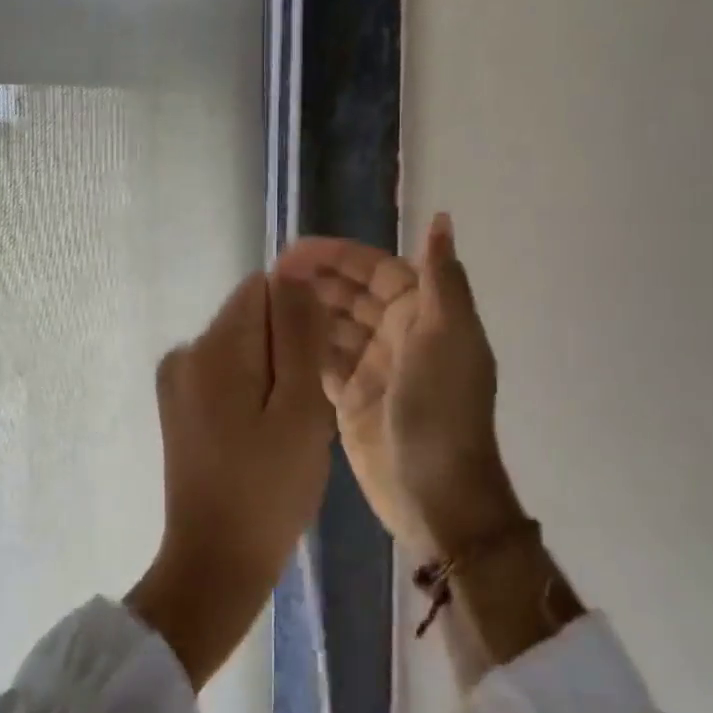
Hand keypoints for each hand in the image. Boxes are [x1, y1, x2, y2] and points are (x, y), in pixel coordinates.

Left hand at [127, 271, 334, 687]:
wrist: (215, 565)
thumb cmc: (268, 490)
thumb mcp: (300, 408)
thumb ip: (299, 334)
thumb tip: (294, 271)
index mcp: (212, 347)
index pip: (263, 289)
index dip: (299, 318)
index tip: (317, 364)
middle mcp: (185, 351)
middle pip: (252, 318)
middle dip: (286, 348)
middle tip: (304, 408)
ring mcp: (177, 381)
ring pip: (243, 347)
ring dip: (273, 372)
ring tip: (287, 428)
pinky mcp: (179, 406)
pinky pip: (227, 374)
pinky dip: (253, 391)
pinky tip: (265, 436)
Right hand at [276, 213, 523, 559]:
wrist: (437, 493)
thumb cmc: (442, 407)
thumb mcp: (448, 336)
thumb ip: (441, 277)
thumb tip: (442, 218)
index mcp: (423, 315)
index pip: (375, 270)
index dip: (338, 256)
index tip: (294, 250)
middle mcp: (397, 335)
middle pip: (350, 294)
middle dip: (315, 279)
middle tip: (269, 273)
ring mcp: (371, 368)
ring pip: (332, 325)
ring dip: (305, 309)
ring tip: (264, 299)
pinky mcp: (348, 398)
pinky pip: (321, 360)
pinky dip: (301, 345)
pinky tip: (272, 334)